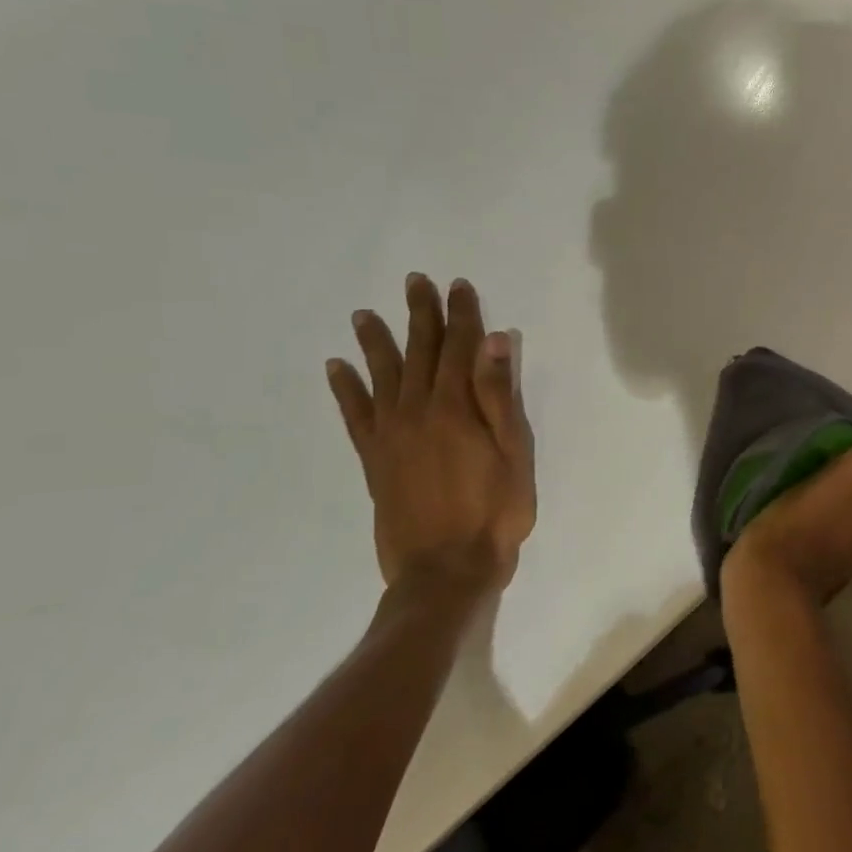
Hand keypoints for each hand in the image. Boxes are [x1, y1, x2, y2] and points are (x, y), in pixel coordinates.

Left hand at [326, 273, 535, 599]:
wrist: (445, 569)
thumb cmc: (495, 511)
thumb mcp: (514, 452)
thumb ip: (500, 396)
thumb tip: (494, 341)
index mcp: (456, 407)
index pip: (460, 348)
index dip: (461, 315)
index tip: (459, 285)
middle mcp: (417, 411)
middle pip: (419, 352)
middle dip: (420, 315)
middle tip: (415, 281)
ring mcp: (390, 435)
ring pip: (382, 375)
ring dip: (376, 341)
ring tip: (364, 314)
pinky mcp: (373, 459)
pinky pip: (354, 415)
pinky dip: (345, 389)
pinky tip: (337, 367)